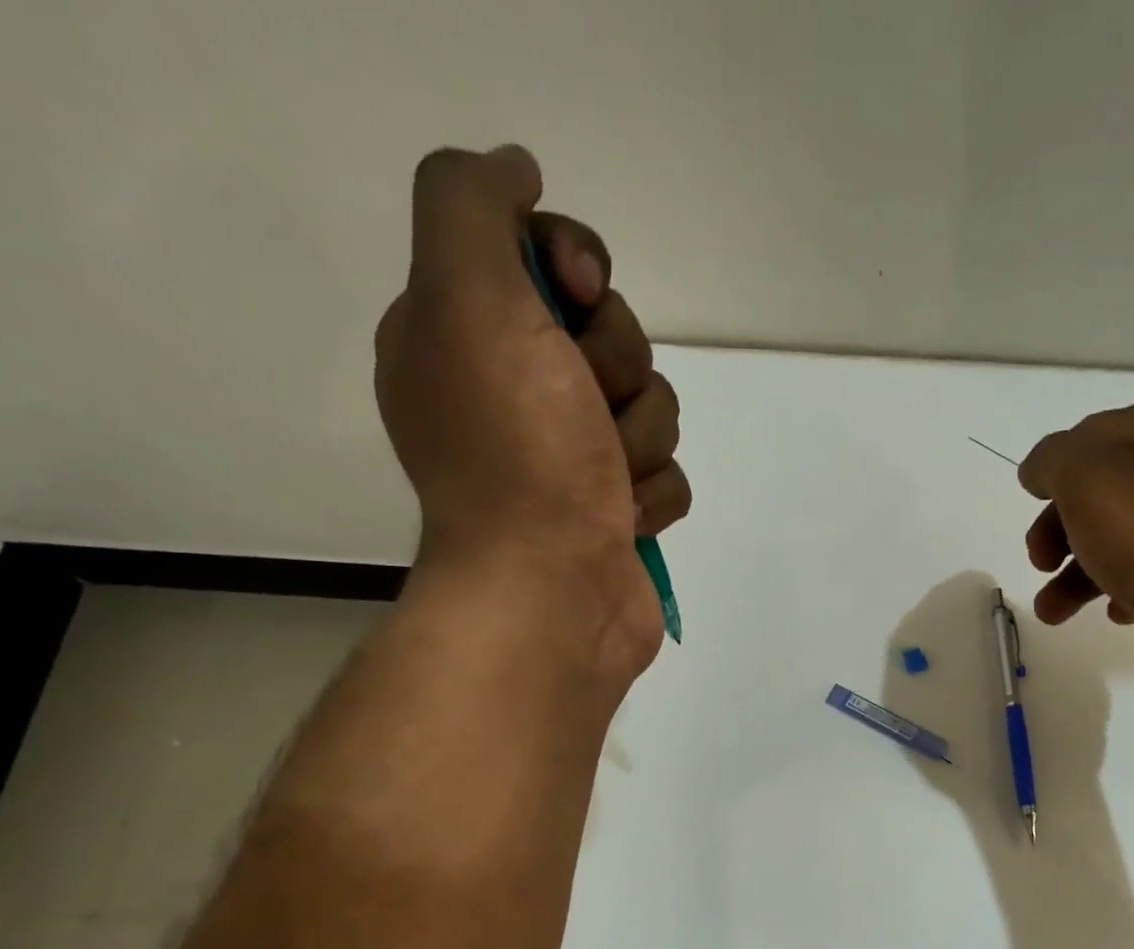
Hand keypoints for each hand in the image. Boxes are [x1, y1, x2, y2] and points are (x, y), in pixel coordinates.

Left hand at [374, 145, 689, 668]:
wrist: (552, 593)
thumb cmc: (515, 453)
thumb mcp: (467, 299)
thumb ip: (471, 204)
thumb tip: (514, 170)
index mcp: (467, 336)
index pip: (547, 255)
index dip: (578, 266)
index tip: (577, 298)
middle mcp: (517, 393)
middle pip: (614, 335)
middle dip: (617, 369)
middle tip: (585, 412)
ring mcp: (572, 459)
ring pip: (651, 407)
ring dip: (640, 440)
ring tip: (605, 483)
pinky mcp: (617, 512)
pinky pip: (667, 474)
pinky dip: (652, 496)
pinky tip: (622, 522)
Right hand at [1019, 404, 1133, 658]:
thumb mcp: (1093, 485)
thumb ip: (1057, 463)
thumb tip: (1041, 467)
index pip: (1091, 435)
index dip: (1055, 466)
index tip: (1030, 501)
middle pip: (1103, 493)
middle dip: (1060, 528)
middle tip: (1040, 563)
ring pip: (1124, 539)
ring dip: (1080, 573)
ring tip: (1055, 614)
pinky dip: (1126, 591)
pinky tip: (1120, 615)